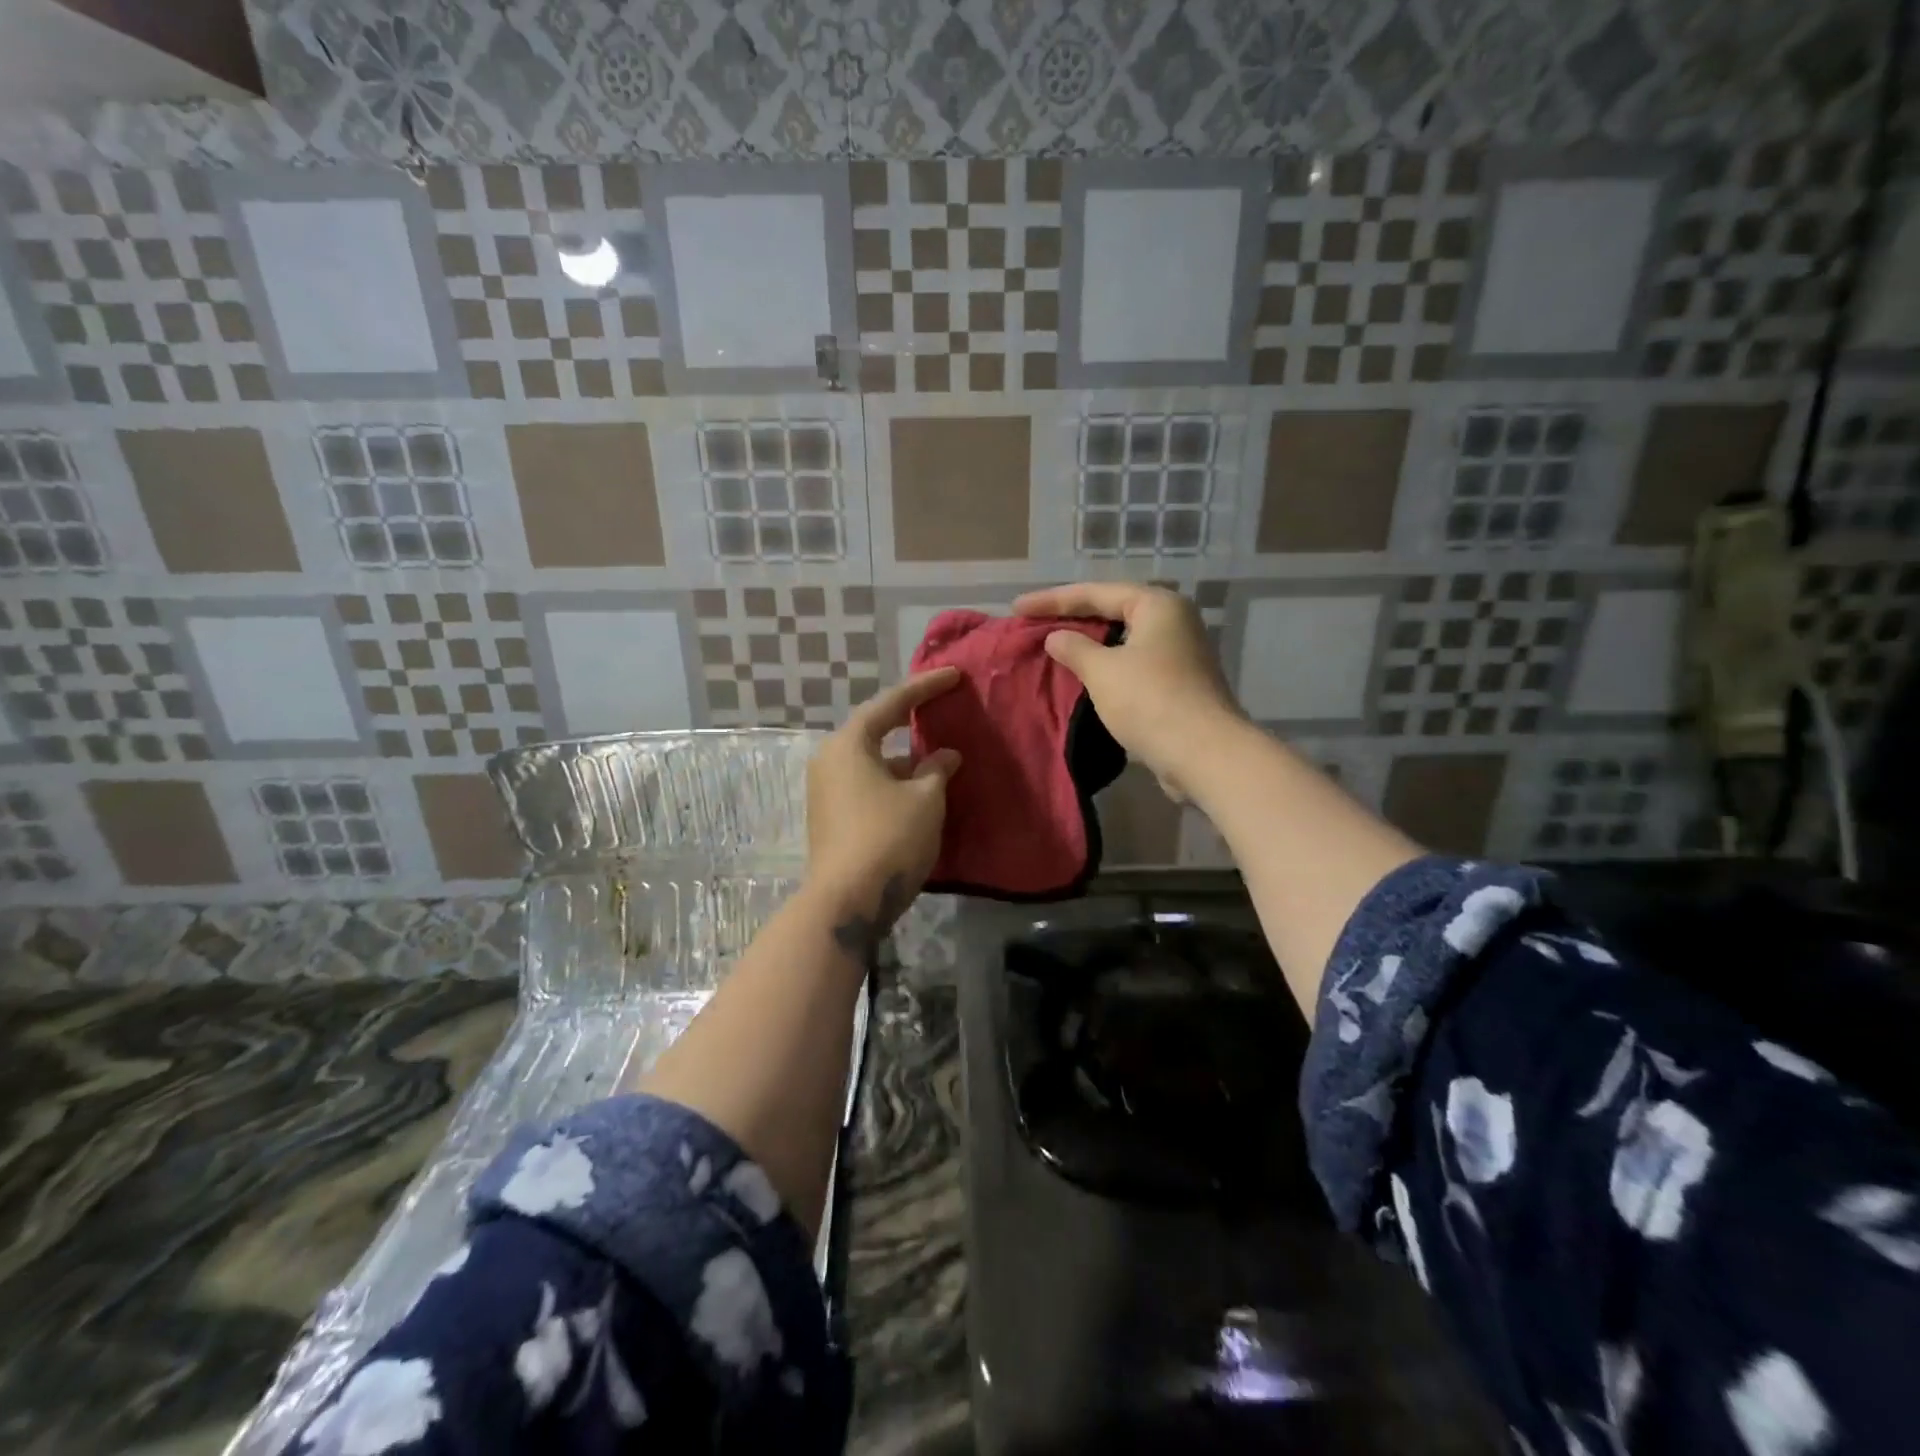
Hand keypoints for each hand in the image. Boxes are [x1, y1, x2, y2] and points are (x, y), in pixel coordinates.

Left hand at [806, 668, 963, 922]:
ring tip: (939, 760)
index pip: (891, 703)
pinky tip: (920, 792)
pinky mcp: (830, 817)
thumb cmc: (889, 838)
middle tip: (941, 709)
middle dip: (910, 722)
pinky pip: (867, 784)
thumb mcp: (925, 799)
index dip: (925, 687)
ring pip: (873, 762)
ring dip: (905, 759)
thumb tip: (944, 756)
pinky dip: (894, 781)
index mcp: (849, 744)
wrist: (846, 902)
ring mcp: (826, 791)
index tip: (953, 675)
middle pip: (875, 730)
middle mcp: (830, 760)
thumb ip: (937, 769)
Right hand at [1012, 582, 1242, 799]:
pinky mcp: (1179, 683)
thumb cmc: (1150, 701)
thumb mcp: (1102, 671)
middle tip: (1033, 622)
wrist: (1204, 754)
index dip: (1052, 600)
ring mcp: (1179, 653)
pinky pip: (1132, 664)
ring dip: (1088, 644)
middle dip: (1072, 618)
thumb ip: (1074, 648)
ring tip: (1053, 646)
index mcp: (1157, 605)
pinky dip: (1105, 666)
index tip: (1016, 607)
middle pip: (1112, 611)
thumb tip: (1056, 637)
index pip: (1095, 593)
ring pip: (1122, 640)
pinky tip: (1083, 676)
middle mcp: (1173, 621)